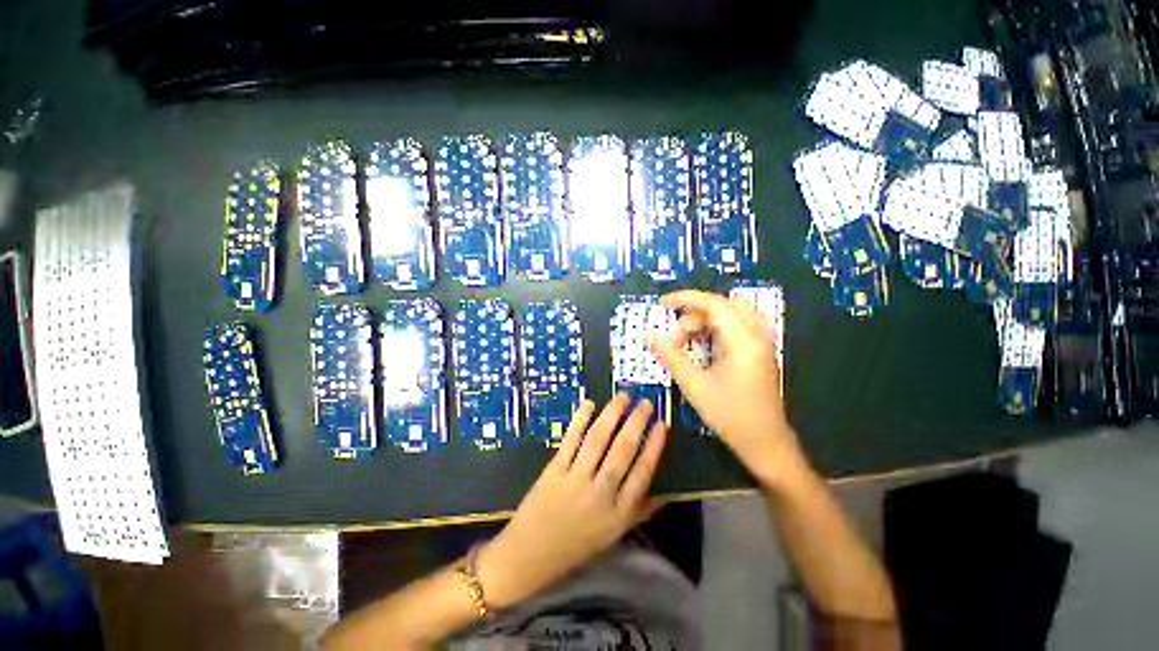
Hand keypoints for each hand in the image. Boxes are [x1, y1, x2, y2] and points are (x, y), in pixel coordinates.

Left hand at [475, 395, 667, 608]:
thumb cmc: (578, 544)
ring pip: (597, 440)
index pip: (643, 472)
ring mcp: (576, 479)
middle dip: (636, 423)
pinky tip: (589, 403)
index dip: (654, 445)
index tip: (662, 423)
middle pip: (622, 450)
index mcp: (619, 512)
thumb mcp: (614, 534)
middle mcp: (600, 493)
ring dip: (611, 414)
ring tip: (623, 397)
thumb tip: (666, 491)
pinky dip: (580, 419)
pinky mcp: (555, 470)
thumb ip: (640, 511)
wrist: (532, 553)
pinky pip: (570, 440)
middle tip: (645, 403)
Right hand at [650, 290, 805, 486]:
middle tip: (676, 338)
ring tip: (688, 342)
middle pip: (721, 307)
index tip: (663, 303)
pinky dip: (716, 329)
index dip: (685, 299)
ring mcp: (761, 342)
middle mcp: (756, 334)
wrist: (765, 443)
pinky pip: (736, 327)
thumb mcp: (694, 385)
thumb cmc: (730, 415)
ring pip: (729, 315)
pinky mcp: (759, 351)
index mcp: (742, 340)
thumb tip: (651, 336)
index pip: (713, 303)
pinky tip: (704, 346)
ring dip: (705, 322)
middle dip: (693, 316)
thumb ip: (671, 357)